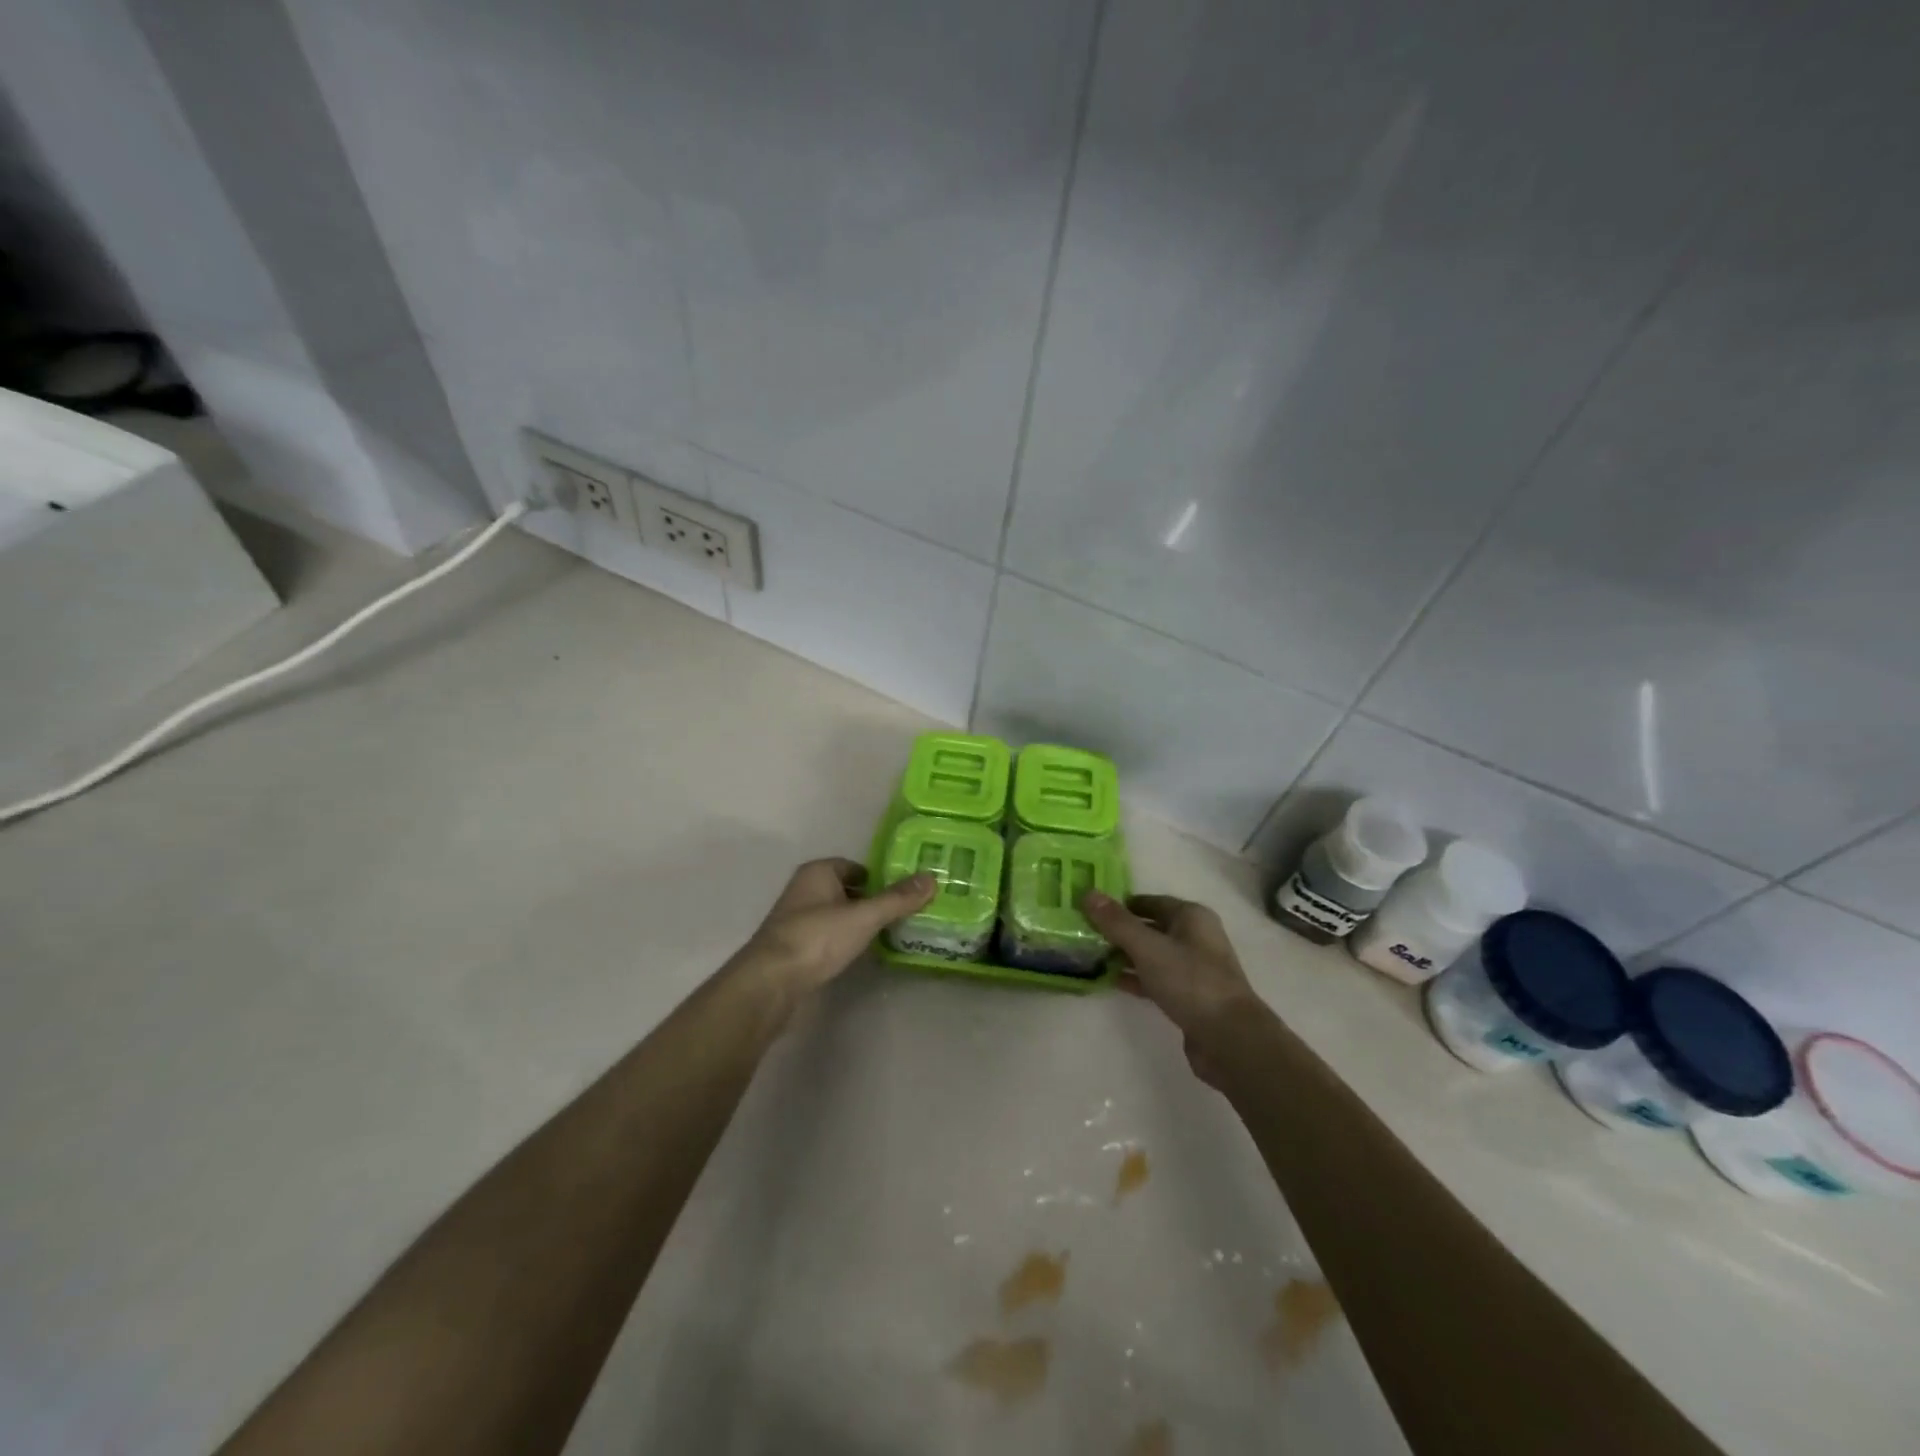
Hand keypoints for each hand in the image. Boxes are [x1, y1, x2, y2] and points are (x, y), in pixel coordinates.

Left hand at [740, 858, 935, 993]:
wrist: (771, 983)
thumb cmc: (817, 938)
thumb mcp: (864, 916)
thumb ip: (898, 899)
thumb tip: (932, 878)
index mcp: (818, 872)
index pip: (856, 867)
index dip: (880, 878)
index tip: (906, 893)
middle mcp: (805, 891)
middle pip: (848, 891)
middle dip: (873, 901)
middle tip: (906, 914)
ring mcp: (798, 921)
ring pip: (838, 916)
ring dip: (860, 924)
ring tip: (892, 935)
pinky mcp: (796, 949)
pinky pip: (829, 938)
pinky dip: (846, 942)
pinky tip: (864, 955)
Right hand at [1083, 891, 1264, 1088]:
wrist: (1230, 1039)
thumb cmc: (1190, 981)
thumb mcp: (1148, 948)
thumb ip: (1117, 922)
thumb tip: (1088, 893)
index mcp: (1191, 917)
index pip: (1149, 901)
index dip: (1120, 904)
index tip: (1090, 910)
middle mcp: (1195, 938)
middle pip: (1150, 927)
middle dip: (1119, 931)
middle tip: (1085, 934)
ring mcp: (1193, 969)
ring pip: (1152, 954)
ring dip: (1125, 955)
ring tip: (1091, 957)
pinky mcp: (1189, 996)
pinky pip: (1156, 979)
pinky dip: (1135, 978)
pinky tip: (1110, 981)